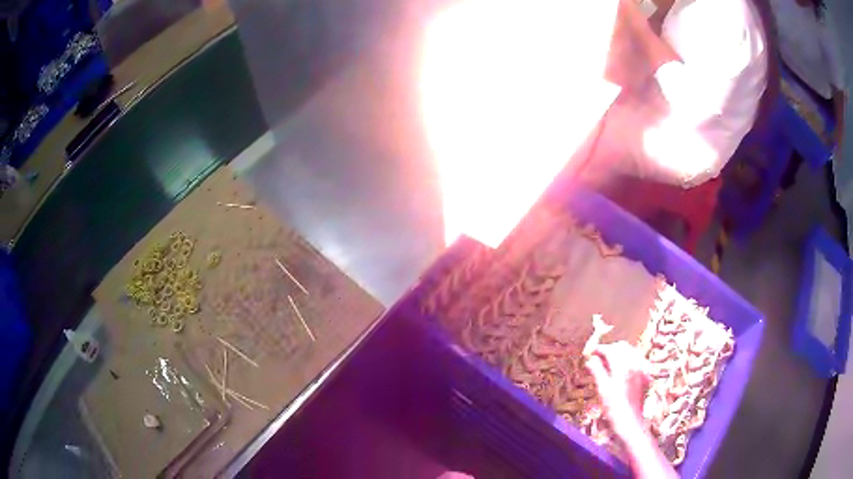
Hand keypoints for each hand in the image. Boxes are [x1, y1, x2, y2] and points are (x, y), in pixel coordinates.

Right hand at [586, 341, 650, 436]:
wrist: (629, 423)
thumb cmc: (614, 408)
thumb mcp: (602, 389)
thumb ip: (597, 371)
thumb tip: (590, 360)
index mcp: (623, 366)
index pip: (610, 349)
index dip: (599, 349)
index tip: (591, 352)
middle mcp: (635, 364)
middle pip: (622, 347)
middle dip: (610, 349)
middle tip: (598, 357)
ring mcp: (642, 370)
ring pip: (631, 352)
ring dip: (619, 353)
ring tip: (608, 363)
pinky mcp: (645, 376)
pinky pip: (637, 361)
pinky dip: (628, 361)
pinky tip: (621, 370)